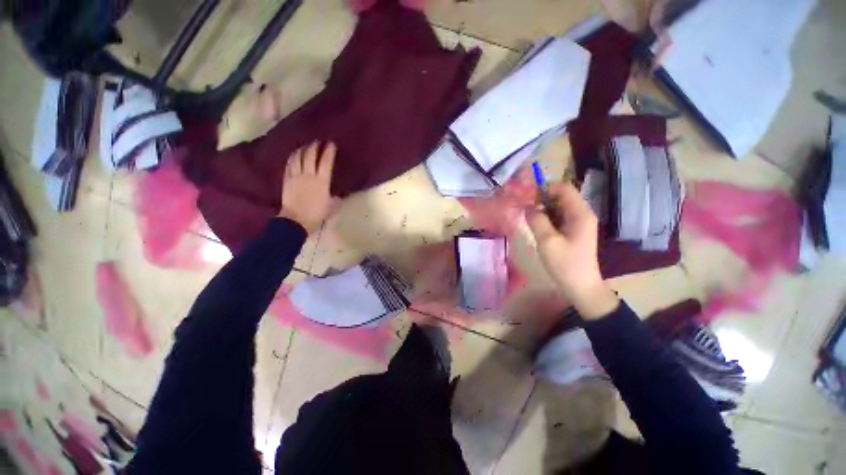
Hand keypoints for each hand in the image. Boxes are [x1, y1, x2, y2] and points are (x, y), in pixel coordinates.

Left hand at [278, 141, 336, 233]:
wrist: (295, 221)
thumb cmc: (316, 215)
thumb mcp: (331, 207)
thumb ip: (335, 199)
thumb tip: (338, 194)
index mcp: (322, 182)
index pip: (326, 162)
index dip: (329, 152)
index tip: (331, 144)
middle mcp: (309, 175)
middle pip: (311, 156)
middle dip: (315, 146)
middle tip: (318, 141)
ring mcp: (296, 176)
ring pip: (298, 157)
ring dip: (303, 149)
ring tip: (306, 145)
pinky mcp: (287, 179)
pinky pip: (289, 164)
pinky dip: (293, 157)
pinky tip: (295, 154)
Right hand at [526, 182, 618, 319]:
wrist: (581, 286)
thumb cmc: (565, 264)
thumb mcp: (547, 241)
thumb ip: (536, 220)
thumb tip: (528, 206)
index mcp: (580, 213)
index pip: (563, 188)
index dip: (544, 188)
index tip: (527, 198)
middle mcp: (582, 214)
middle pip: (561, 196)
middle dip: (541, 199)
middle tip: (525, 210)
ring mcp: (578, 222)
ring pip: (558, 207)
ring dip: (543, 209)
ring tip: (529, 219)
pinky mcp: (573, 231)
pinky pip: (558, 217)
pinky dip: (546, 218)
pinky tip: (537, 227)